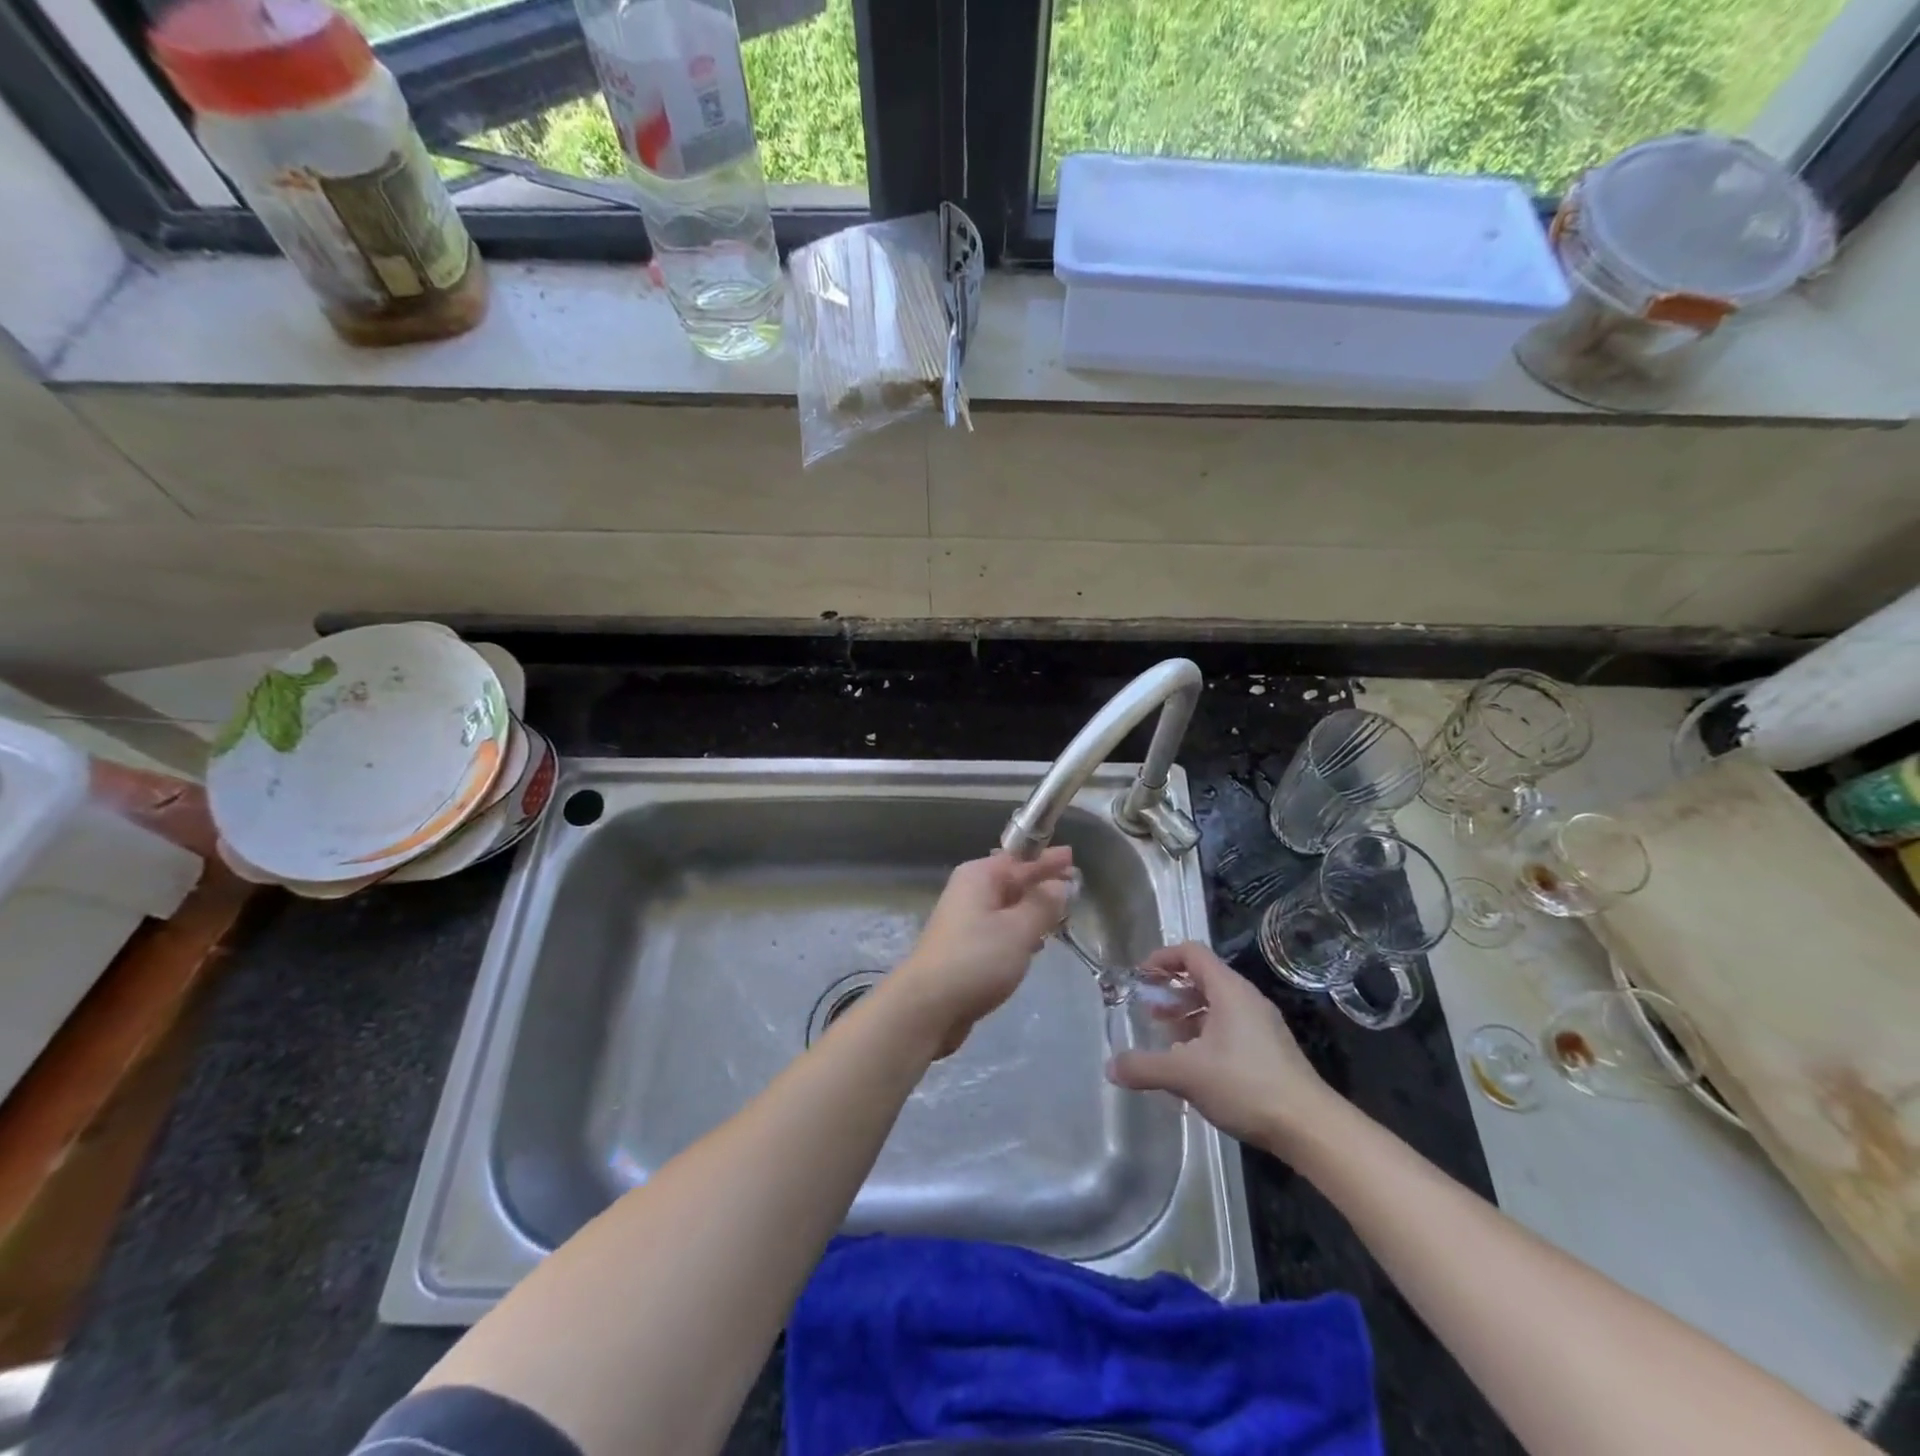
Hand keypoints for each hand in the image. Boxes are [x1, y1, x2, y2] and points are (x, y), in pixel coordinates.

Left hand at [890, 848, 1074, 1056]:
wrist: (928, 1006)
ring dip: (1032, 908)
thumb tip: (1059, 885)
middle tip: (1073, 883)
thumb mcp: (1019, 929)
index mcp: (980, 877)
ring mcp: (966, 920)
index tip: (1071, 856)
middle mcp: (970, 892)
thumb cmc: (977, 959)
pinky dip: (1020, 930)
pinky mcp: (966, 947)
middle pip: (1013, 880)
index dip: (1046, 859)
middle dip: (1041, 883)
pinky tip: (1037, 942)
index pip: (1020, 859)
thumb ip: (1043, 905)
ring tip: (1061, 913)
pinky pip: (1000, 928)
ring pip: (1007, 906)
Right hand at [1107, 942, 1336, 1149]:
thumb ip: (1145, 1067)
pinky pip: (1230, 1028)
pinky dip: (1205, 1035)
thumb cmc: (1245, 1085)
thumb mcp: (1185, 1074)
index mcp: (1229, 990)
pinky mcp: (1270, 1050)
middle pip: (1203, 978)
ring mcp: (1262, 1025)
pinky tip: (1195, 1066)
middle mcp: (1246, 999)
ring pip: (1216, 1006)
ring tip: (1167, 1041)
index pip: (1191, 953)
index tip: (1140, 977)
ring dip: (1187, 1016)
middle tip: (1148, 1012)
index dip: (1162, 958)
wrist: (1309, 1127)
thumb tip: (1110, 1067)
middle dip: (1171, 992)